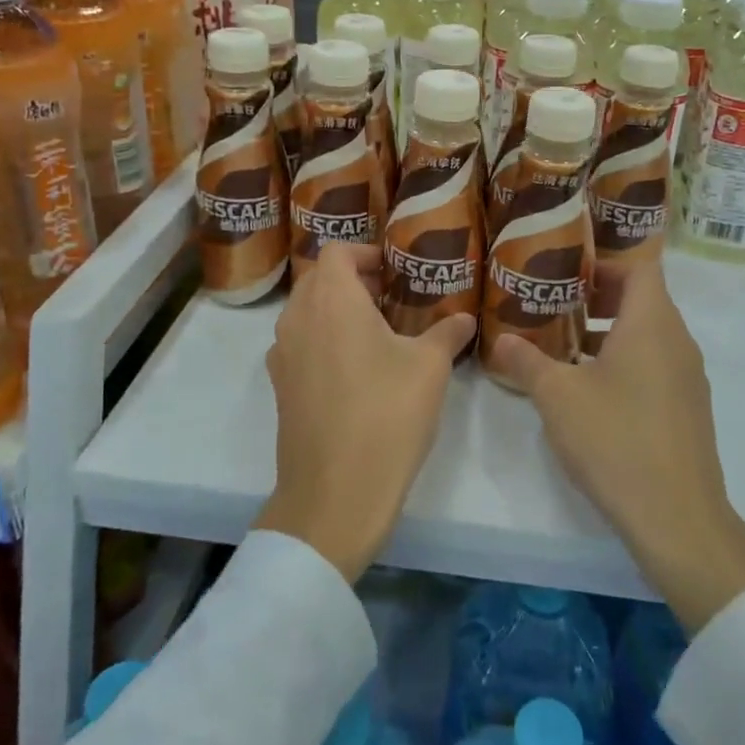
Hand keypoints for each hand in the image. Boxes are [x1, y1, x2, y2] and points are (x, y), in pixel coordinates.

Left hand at [255, 243, 474, 581]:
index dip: (366, 252)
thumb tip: (464, 318)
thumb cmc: (386, 414)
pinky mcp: (281, 387)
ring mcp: (283, 354)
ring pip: (306, 312)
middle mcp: (298, 318)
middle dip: (353, 279)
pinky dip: (323, 340)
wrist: (335, 493)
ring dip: (337, 310)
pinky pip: (300, 344)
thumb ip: (447, 333)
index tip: (394, 270)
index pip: (337, 251)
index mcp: (332, 300)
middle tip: (391, 298)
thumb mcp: (430, 368)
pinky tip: (356, 370)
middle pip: (318, 278)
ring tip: (377, 333)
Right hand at [490, 259, 744, 633]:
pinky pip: (657, 365)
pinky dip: (627, 361)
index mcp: (652, 324)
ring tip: (566, 346)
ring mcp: (688, 377)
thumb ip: (527, 361)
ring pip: (650, 334)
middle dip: (600, 297)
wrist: (677, 517)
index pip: (640, 267)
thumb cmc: (615, 439)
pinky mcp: (688, 409)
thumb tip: (502, 340)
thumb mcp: (557, 396)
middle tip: (557, 304)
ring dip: (611, 332)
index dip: (605, 262)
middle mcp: (678, 341)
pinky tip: (592, 390)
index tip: (568, 271)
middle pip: (644, 298)